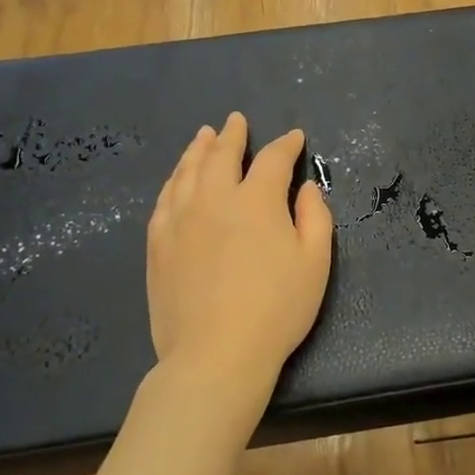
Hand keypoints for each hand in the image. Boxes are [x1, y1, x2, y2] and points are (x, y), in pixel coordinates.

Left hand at [147, 113, 333, 398]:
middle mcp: (214, 199)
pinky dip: (174, 180)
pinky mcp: (158, 243)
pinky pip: (164, 199)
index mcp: (257, 201)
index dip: (286, 145)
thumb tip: (306, 189)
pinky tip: (177, 179)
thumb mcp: (315, 264)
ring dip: (198, 149)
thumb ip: (315, 218)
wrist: (216, 354)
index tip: (294, 137)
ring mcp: (180, 219)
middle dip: (232, 135)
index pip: (273, 160)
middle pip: (221, 155)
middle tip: (236, 121)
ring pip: (187, 171)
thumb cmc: (277, 310)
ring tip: (203, 136)